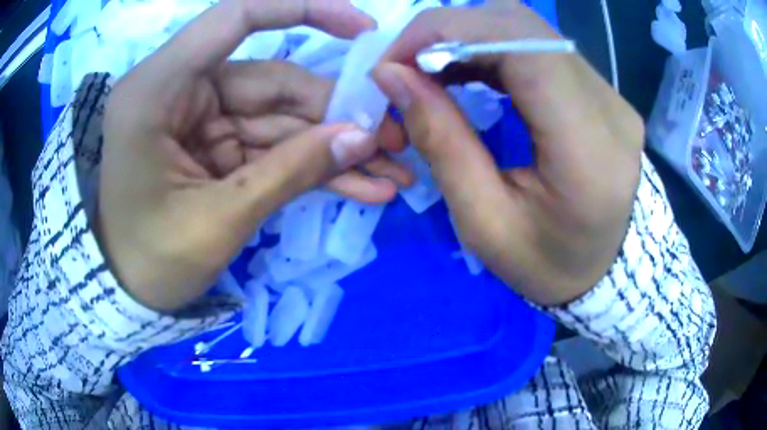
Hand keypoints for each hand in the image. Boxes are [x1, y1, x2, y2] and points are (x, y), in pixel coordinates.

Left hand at [99, 0, 409, 310]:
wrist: (126, 291)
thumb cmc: (150, 262)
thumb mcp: (217, 222)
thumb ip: (289, 173)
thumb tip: (363, 137)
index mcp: (157, 90)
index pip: (236, 17)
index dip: (304, 9)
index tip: (364, 30)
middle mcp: (179, 90)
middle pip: (273, 82)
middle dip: (336, 114)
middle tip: (395, 142)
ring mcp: (199, 119)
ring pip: (280, 119)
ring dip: (334, 146)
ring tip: (390, 172)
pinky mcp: (213, 146)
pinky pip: (271, 146)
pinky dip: (311, 165)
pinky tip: (359, 185)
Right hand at [373, 4, 644, 304]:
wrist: (605, 270)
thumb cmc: (548, 265)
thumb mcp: (485, 224)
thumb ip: (442, 142)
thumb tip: (392, 76)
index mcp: (589, 150)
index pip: (521, 46)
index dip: (448, 33)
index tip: (394, 61)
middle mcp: (609, 107)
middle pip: (522, 26)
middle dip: (449, 31)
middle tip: (404, 67)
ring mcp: (610, 94)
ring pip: (528, 29)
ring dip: (467, 37)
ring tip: (429, 70)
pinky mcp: (601, 91)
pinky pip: (539, 47)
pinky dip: (491, 47)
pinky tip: (465, 70)